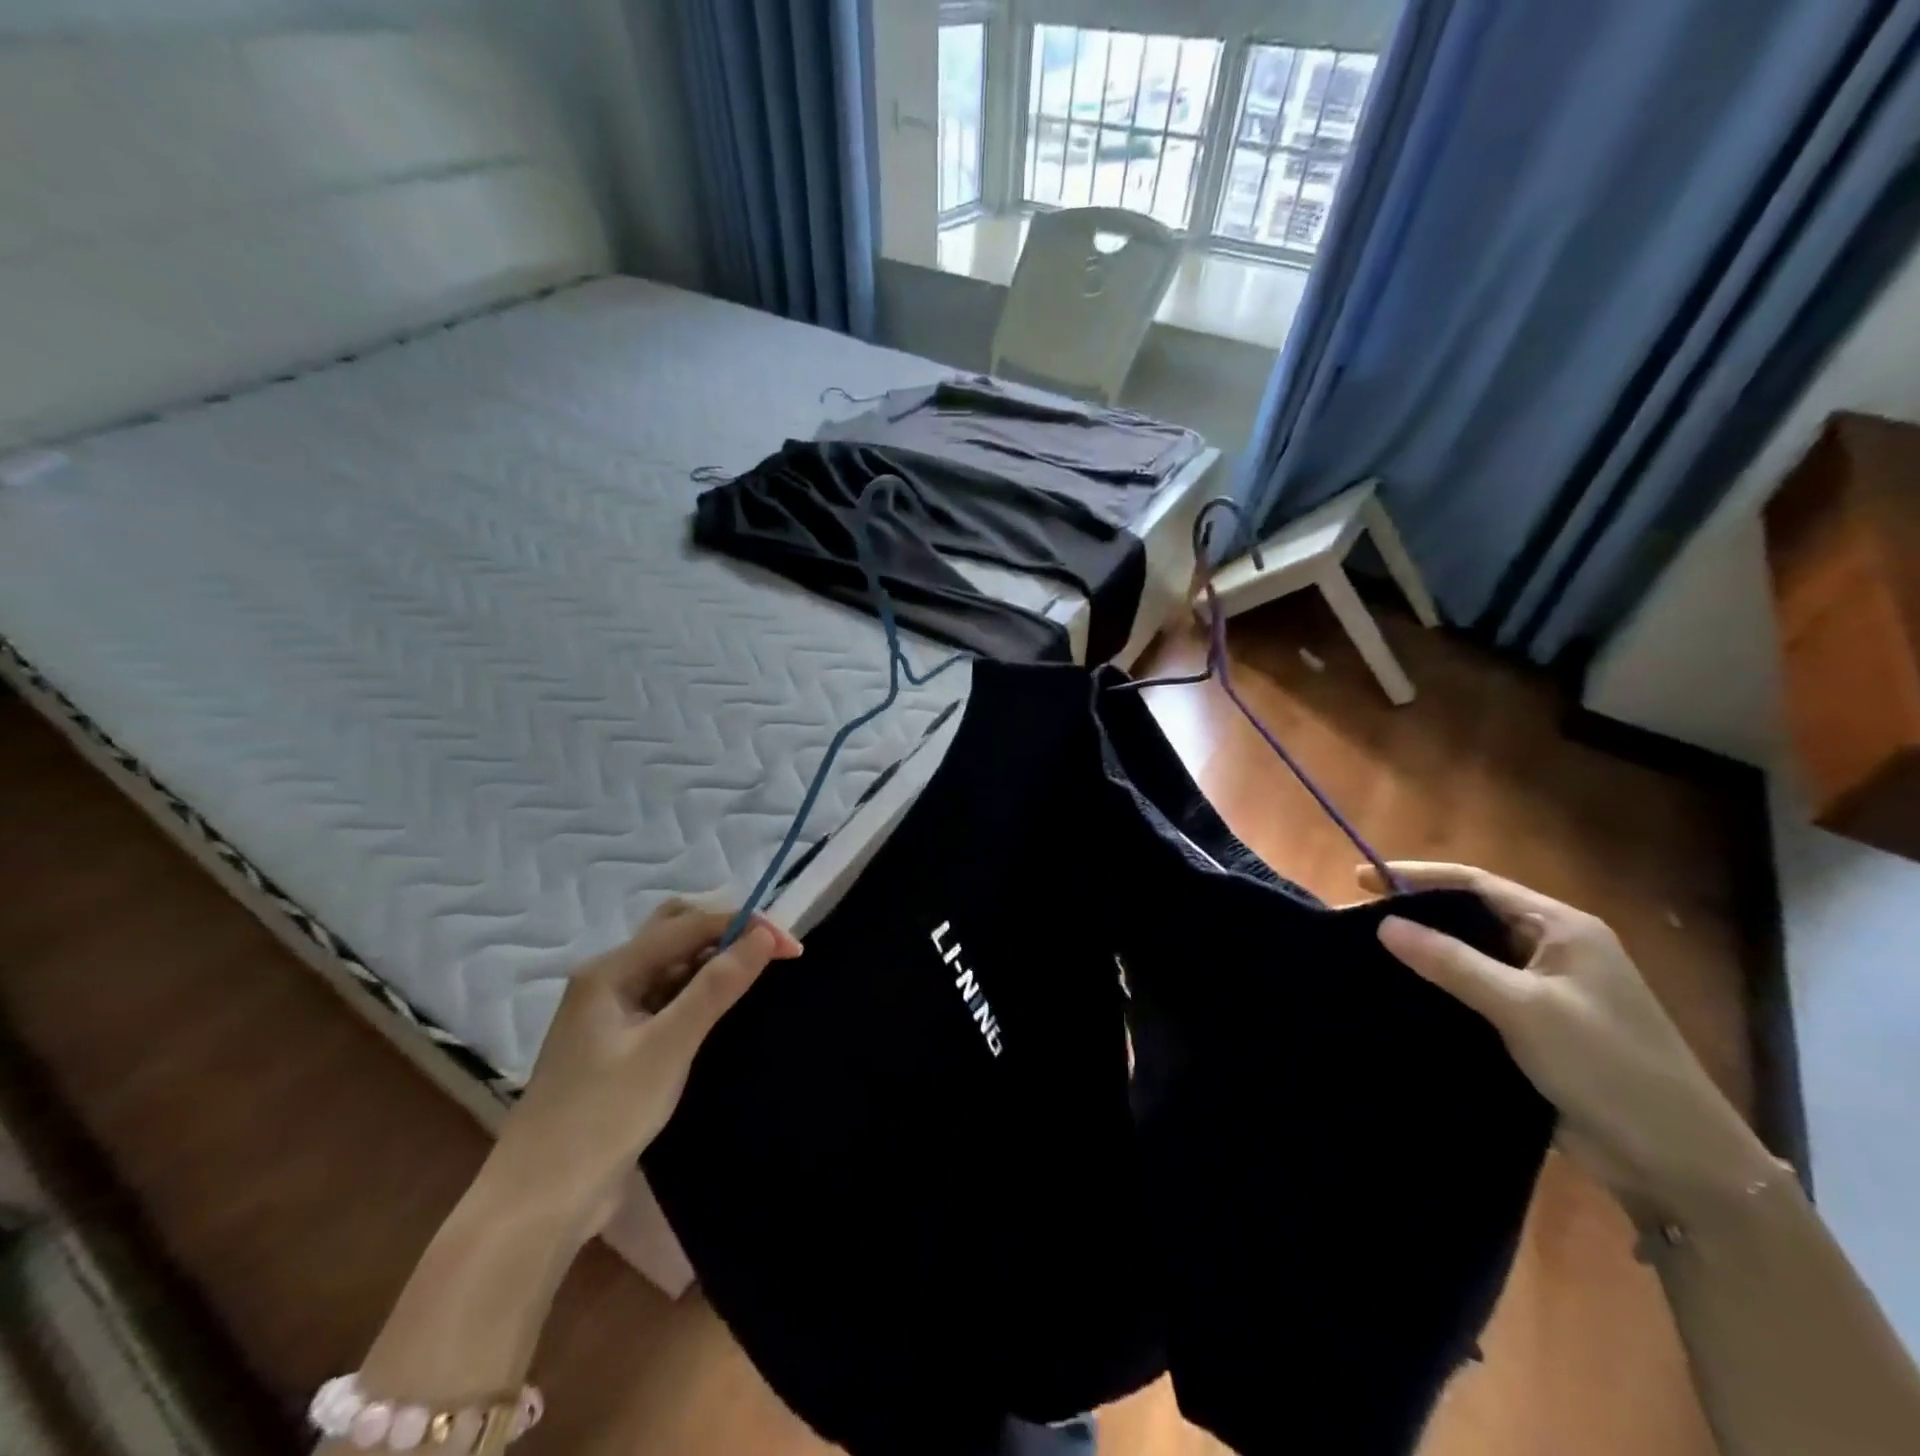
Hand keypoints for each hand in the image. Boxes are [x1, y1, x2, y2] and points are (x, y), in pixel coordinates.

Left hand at [483, 902, 801, 1237]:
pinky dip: (695, 992)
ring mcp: (610, 1011)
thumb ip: (716, 987)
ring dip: (711, 962)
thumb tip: (765, 936)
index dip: (743, 927)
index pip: (689, 925)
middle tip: (767, 956)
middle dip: (724, 934)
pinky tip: (717, 1008)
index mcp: (611, 970)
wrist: (539, 1202)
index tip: (791, 947)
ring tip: (751, 978)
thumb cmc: (602, 1117)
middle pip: (674, 932)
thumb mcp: (668, 1047)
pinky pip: (665, 996)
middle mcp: (608, 978)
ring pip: (671, 964)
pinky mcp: (618, 1041)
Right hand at [1362, 862, 1774, 1216]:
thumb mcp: (1525, 1009)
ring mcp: (1547, 990)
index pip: (1477, 884)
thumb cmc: (1609, 1069)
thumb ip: (1453, 963)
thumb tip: (1386, 924)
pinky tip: (1405, 995)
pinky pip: (1477, 992)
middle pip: (1472, 915)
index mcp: (1563, 929)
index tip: (1359, 880)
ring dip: (1426, 951)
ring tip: (1370, 953)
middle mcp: (1554, 950)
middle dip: (1416, 912)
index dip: (1417, 876)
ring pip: (1472, 955)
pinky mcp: (1536, 1028)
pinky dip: (1441, 987)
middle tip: (1358, 918)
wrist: (1680, 1165)